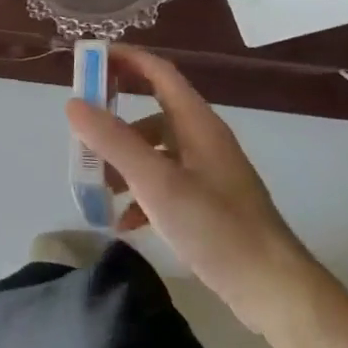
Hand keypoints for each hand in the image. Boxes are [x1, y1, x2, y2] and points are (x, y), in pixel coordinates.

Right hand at [65, 44, 323, 337]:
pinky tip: (124, 222)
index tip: (86, 58)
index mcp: (197, 124)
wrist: (274, 289)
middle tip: (79, 123)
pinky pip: (163, 184)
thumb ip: (113, 141)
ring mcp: (207, 172)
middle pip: (152, 109)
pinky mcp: (207, 204)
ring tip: (95, 183)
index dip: (124, 59)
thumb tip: (73, 104)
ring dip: (121, 159)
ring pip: (154, 150)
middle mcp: (203, 140)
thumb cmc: (216, 228)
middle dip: (114, 114)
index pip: (158, 72)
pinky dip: (139, 194)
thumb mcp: (156, 182)